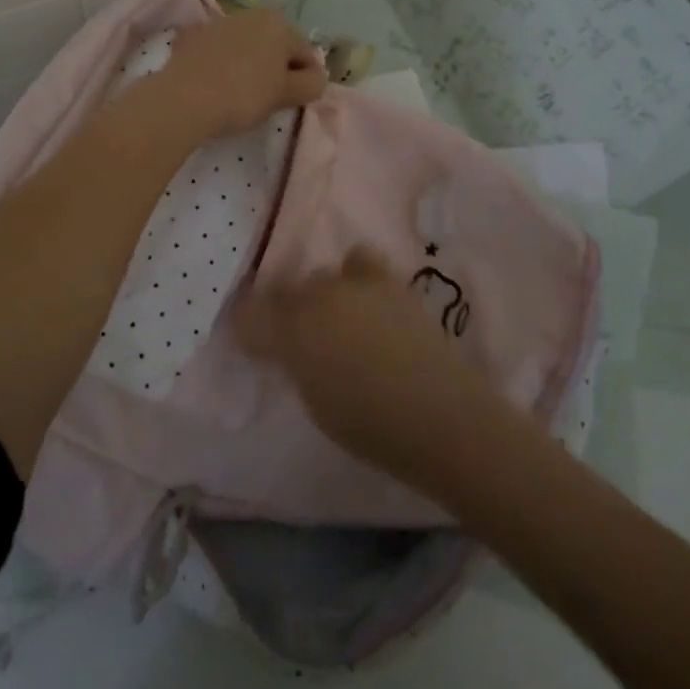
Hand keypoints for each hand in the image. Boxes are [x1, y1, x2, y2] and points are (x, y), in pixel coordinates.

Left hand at [134, 9, 326, 141]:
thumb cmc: (244, 95)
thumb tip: (316, 77)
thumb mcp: (286, 94)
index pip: (306, 53)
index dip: (305, 79)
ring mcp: (218, 23)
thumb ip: (312, 84)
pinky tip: (214, 84)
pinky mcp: (191, 36)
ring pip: (245, 45)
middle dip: (276, 67)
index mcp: (279, 24)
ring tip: (239, 92)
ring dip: (248, 63)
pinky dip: (221, 62)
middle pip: (275, 45)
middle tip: (268, 98)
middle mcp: (250, 14)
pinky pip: (217, 51)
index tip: (294, 101)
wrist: (184, 99)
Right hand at [235, 245, 504, 490]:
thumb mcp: (317, 403)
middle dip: (283, 309)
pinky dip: (355, 276)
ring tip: (335, 317)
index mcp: (293, 333)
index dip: (247, 326)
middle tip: (296, 338)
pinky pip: (359, 262)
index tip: (252, 341)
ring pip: (321, 275)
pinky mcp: (388, 281)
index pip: (249, 315)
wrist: (442, 416)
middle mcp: (317, 299)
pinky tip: (366, 302)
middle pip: (284, 289)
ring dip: (320, 294)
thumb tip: (288, 347)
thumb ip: (295, 364)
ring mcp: (354, 285)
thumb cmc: (371, 427)